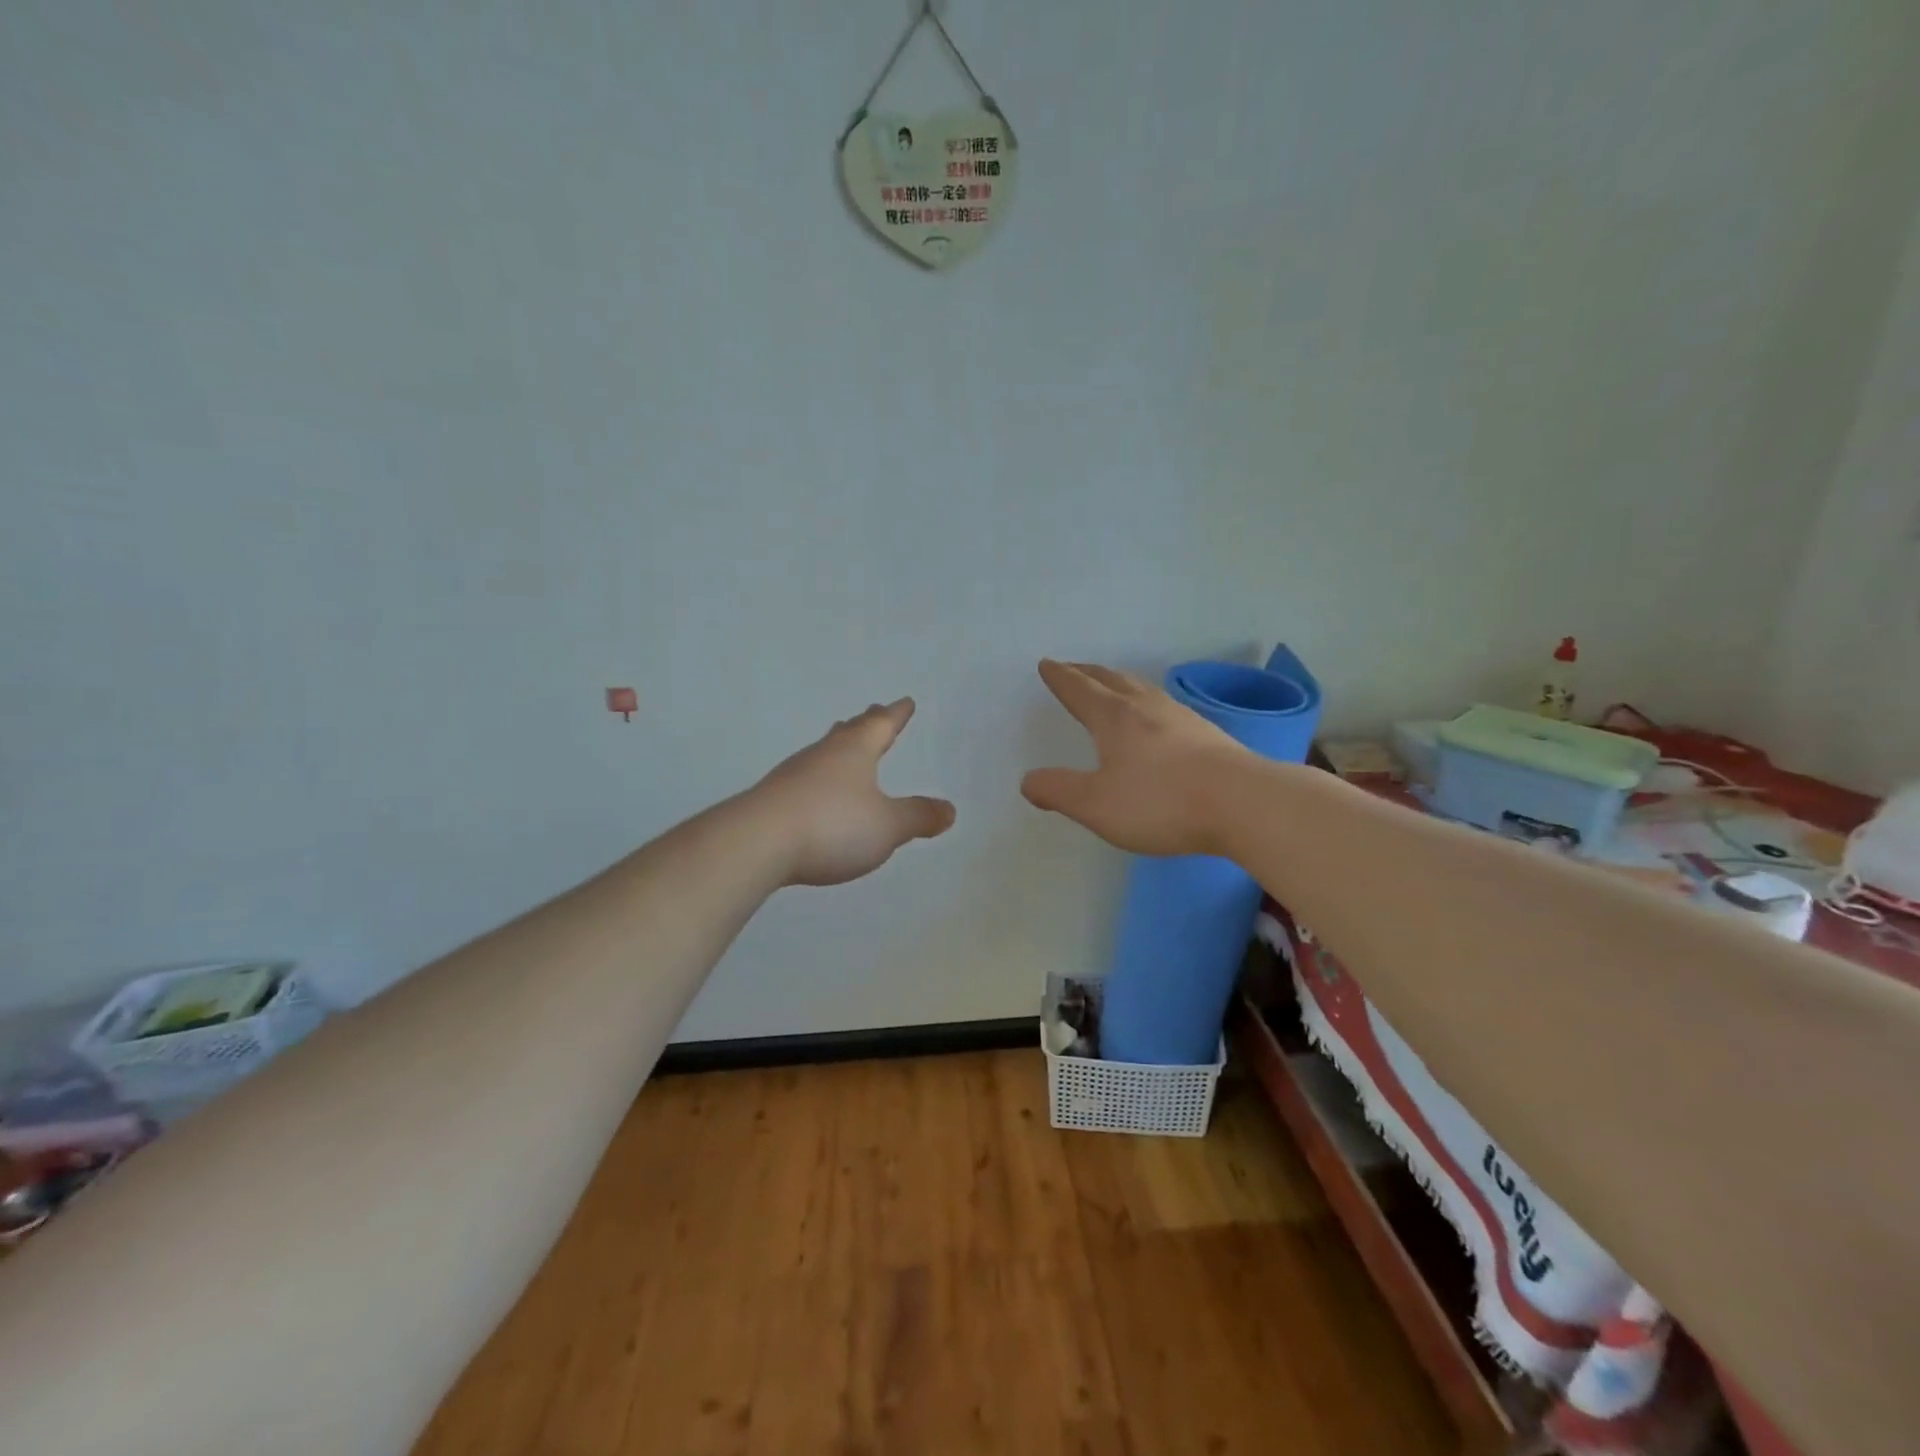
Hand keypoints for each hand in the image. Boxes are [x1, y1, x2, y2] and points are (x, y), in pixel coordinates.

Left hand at [753, 698, 956, 886]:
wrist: (756, 843)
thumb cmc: (832, 825)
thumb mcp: (887, 826)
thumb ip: (917, 817)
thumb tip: (948, 809)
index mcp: (854, 751)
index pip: (881, 725)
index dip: (896, 715)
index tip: (905, 702)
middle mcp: (823, 754)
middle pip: (848, 732)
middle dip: (865, 724)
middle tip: (874, 714)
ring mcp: (793, 775)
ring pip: (823, 753)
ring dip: (838, 749)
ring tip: (845, 748)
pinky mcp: (773, 799)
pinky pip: (805, 779)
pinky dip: (819, 779)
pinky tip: (816, 792)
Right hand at [1021, 660, 1250, 856]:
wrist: (1244, 803)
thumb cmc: (1161, 801)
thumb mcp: (1096, 805)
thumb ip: (1058, 791)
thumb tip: (1028, 781)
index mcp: (1114, 717)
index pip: (1079, 689)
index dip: (1060, 677)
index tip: (1047, 664)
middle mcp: (1146, 707)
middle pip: (1111, 679)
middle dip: (1087, 672)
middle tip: (1072, 668)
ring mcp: (1180, 717)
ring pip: (1141, 688)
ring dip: (1119, 682)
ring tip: (1111, 684)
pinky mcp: (1206, 733)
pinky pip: (1164, 705)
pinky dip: (1146, 701)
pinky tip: (1156, 717)